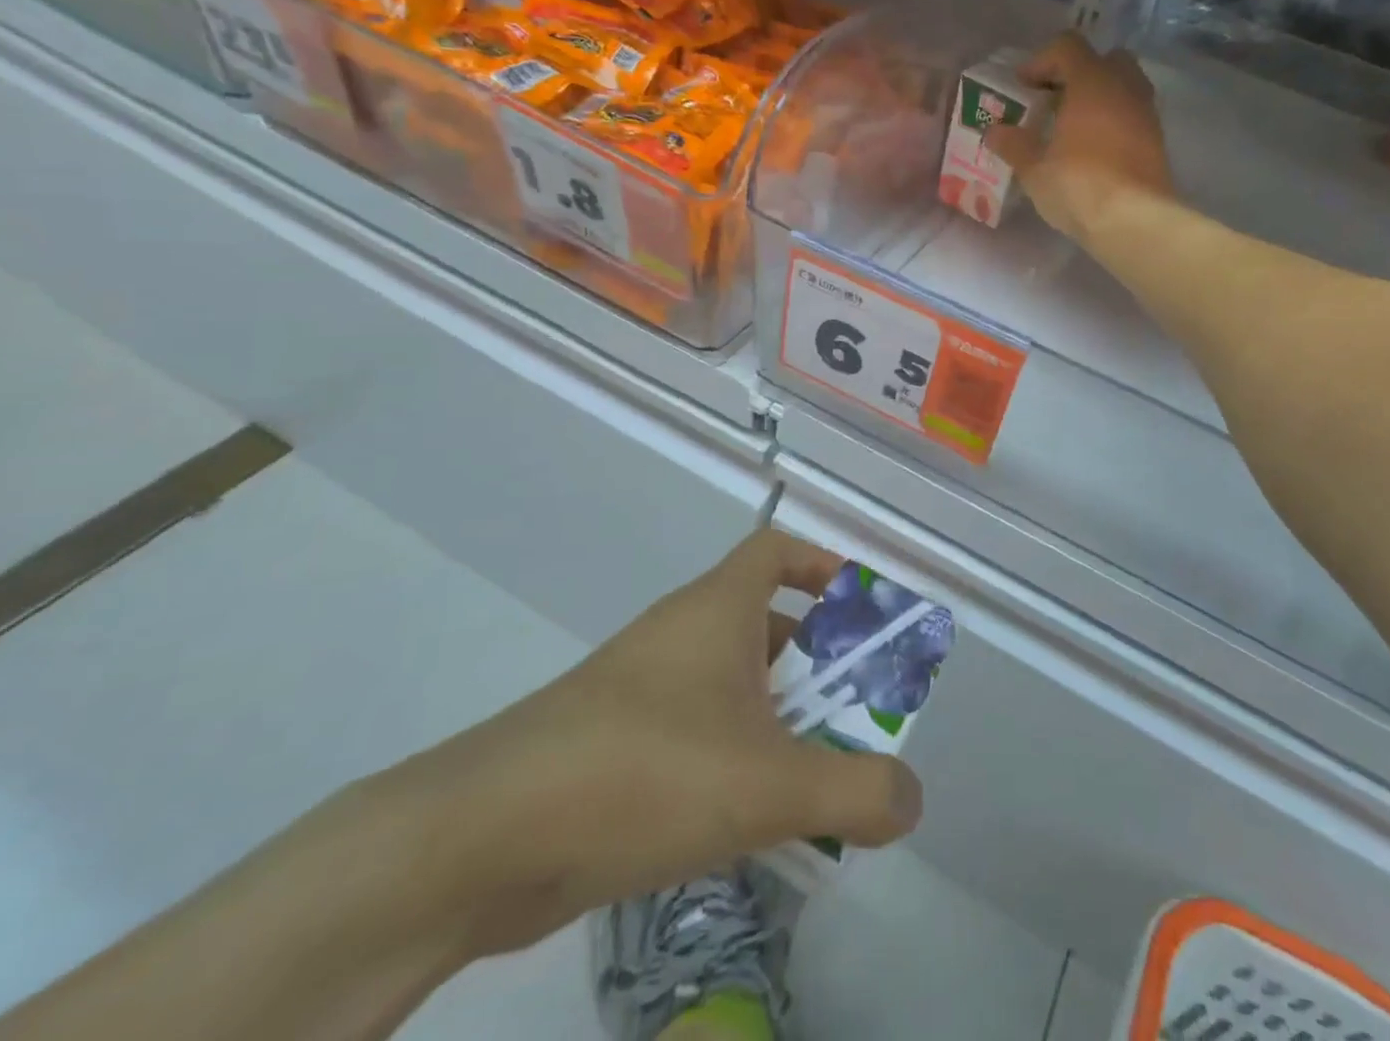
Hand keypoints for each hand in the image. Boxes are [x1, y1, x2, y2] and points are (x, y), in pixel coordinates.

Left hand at [379, 531, 922, 957]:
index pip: (775, 550)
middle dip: (817, 664)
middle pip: (765, 623)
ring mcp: (641, 690)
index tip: (860, 612)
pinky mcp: (611, 745)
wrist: (479, 839)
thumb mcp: (770, 784)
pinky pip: (694, 733)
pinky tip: (748, 820)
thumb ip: (856, 790)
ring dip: (777, 720)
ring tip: (816, 776)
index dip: (823, 566)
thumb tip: (910, 798)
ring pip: (730, 686)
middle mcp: (680, 635)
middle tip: (857, 715)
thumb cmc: (643, 771)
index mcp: (718, 609)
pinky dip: (732, 758)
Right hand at [984, 32, 1175, 244]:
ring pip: (1124, 87)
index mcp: (1092, 82)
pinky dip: (1114, 121)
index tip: (1023, 86)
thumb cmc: (1078, 186)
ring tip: (1073, 127)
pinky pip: (1133, 116)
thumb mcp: (1034, 169)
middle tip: (1054, 100)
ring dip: (1099, 98)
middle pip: (1104, 60)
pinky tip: (1094, 150)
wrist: (1134, 221)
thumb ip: (1014, 145)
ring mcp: (1146, 113)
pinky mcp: (1157, 141)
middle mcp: (1124, 87)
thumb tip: (995, 132)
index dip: (1041, 61)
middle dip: (1078, 73)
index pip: (1067, 47)